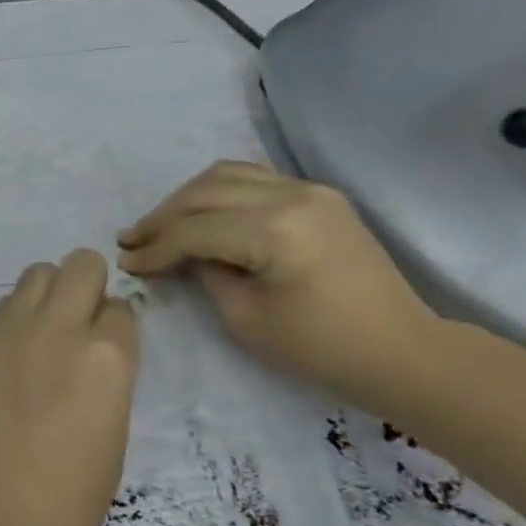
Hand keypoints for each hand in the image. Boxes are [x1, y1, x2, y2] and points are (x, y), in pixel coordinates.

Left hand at [0, 250, 139, 525]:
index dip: (117, 325)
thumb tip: (97, 350)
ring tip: (47, 330)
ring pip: (37, 272)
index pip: (122, 307)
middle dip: (89, 284)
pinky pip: (4, 304)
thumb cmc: (71, 494)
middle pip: (81, 265)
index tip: (108, 345)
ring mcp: (13, 330)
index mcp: (109, 356)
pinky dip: (17, 313)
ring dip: (50, 291)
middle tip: (82, 322)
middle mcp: (61, 328)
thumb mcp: (114, 430)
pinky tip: (16, 350)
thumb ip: (109, 376)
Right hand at [117, 161, 439, 408]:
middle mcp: (292, 196)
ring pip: (227, 175)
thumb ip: (205, 275)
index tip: (125, 263)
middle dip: (162, 217)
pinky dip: (218, 191)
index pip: (194, 230)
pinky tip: (200, 211)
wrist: (400, 351)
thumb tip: (179, 255)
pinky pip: (254, 178)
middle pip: (205, 193)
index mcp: (275, 230)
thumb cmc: (319, 347)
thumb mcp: (245, 318)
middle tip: (131, 241)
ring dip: (186, 198)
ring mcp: (310, 190)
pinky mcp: (319, 197)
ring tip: (159, 225)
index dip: (154, 247)